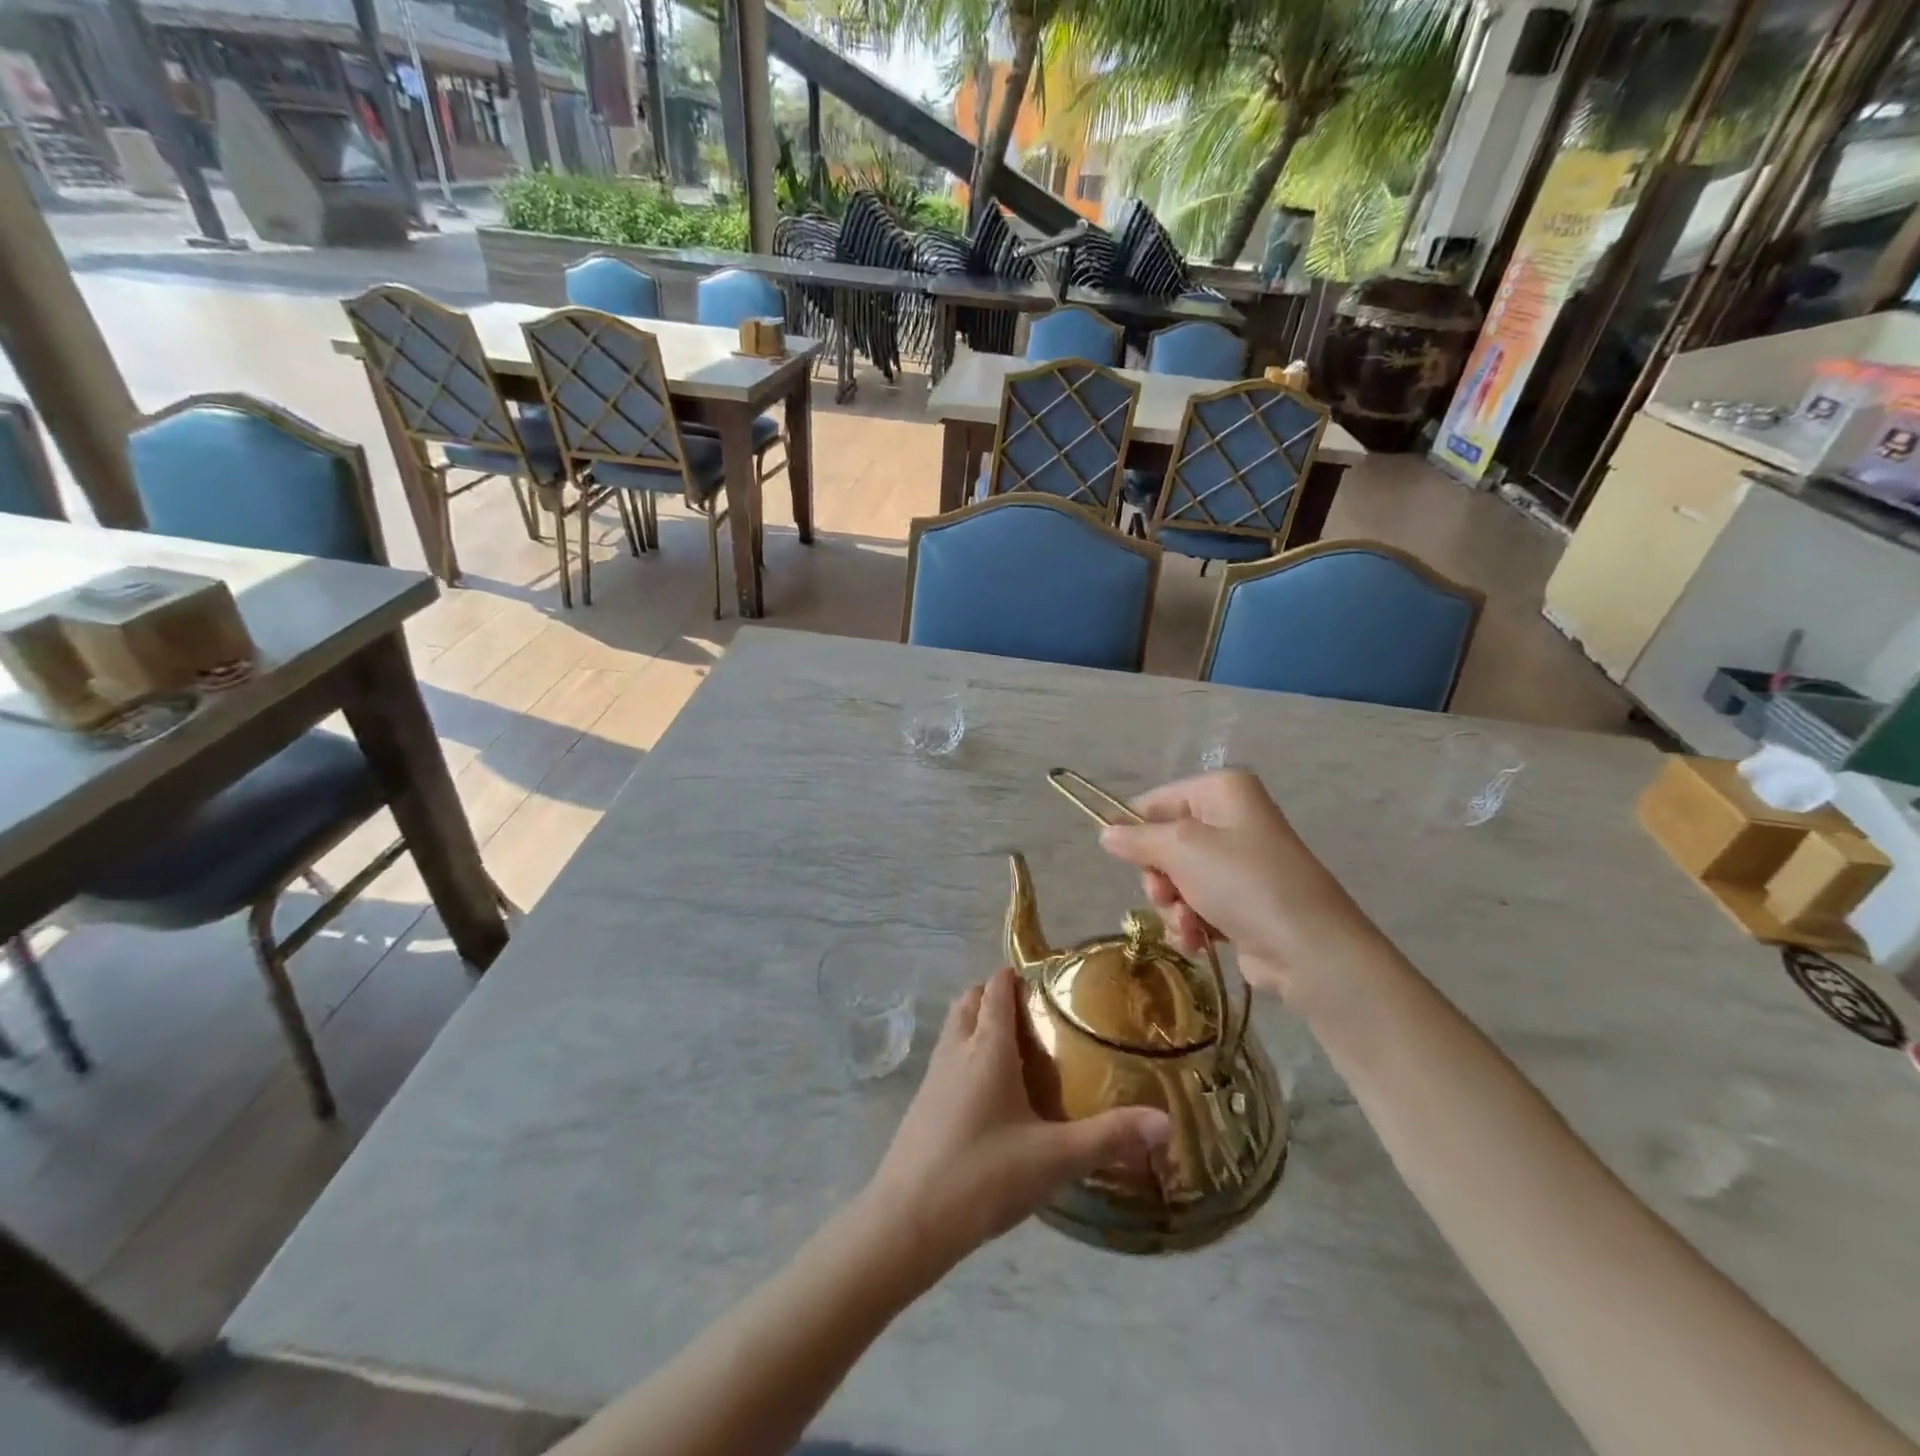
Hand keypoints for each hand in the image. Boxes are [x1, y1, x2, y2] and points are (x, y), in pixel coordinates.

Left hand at [865, 968, 1168, 1270]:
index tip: (1050, 982)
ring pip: (955, 1028)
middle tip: (1037, 1017)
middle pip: (971, 1000)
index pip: (997, 988)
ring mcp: (933, 1076)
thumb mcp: (1055, 1158)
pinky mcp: (923, 1104)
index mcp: (987, 1046)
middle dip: (997, 996)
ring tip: (1017, 1050)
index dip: (1018, 976)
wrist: (907, 1222)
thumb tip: (1165, 1121)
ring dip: (978, 1024)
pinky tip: (991, 1094)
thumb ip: (1110, 1137)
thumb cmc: (983, 1176)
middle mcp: (956, 1049)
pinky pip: (947, 1059)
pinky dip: (967, 1055)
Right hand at [1097, 769, 1385, 1002]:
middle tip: (1166, 894)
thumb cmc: (1243, 883)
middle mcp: (1231, 819)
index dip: (1135, 831)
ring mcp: (1238, 863)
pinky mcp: (1241, 902)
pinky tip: (1199, 940)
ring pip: (1176, 880)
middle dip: (1159, 877)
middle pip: (1164, 844)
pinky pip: (1196, 905)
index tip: (1125, 858)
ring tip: (1189, 924)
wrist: (1307, 949)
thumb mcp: (1181, 850)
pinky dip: (1191, 923)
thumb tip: (1105, 832)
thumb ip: (1137, 839)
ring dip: (1173, 906)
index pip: (1155, 802)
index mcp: (1221, 791)